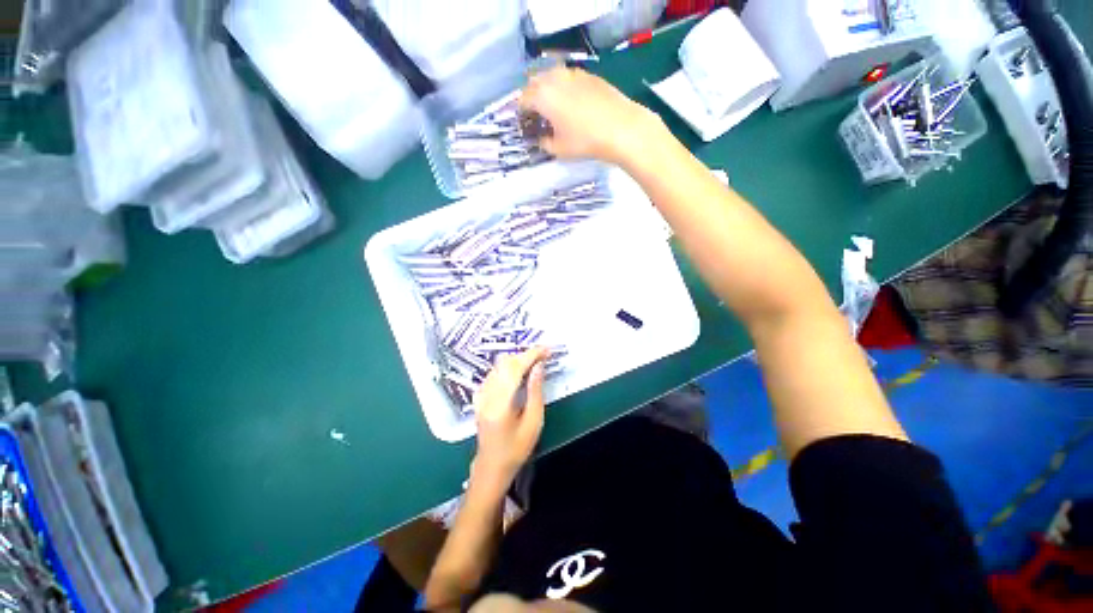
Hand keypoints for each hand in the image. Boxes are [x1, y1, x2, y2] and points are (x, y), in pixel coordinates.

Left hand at [471, 347, 549, 491]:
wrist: (492, 465)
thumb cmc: (516, 448)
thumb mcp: (533, 422)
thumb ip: (535, 391)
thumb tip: (538, 366)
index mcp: (501, 403)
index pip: (515, 368)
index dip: (532, 355)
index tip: (547, 349)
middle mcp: (487, 394)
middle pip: (505, 363)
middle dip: (526, 355)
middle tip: (544, 356)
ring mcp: (481, 394)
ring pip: (498, 365)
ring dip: (517, 359)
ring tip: (534, 362)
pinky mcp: (480, 395)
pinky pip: (494, 372)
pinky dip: (508, 366)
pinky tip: (519, 371)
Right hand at [520, 67, 663, 165]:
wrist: (620, 128)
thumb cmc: (585, 141)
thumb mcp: (559, 149)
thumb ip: (544, 143)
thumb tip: (541, 139)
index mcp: (542, 95)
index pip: (523, 99)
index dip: (522, 112)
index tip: (525, 123)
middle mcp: (554, 78)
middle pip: (535, 82)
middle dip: (533, 96)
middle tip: (537, 114)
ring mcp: (573, 73)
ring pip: (552, 76)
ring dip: (548, 89)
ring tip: (555, 107)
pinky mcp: (589, 75)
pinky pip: (569, 78)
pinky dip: (565, 87)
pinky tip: (574, 103)